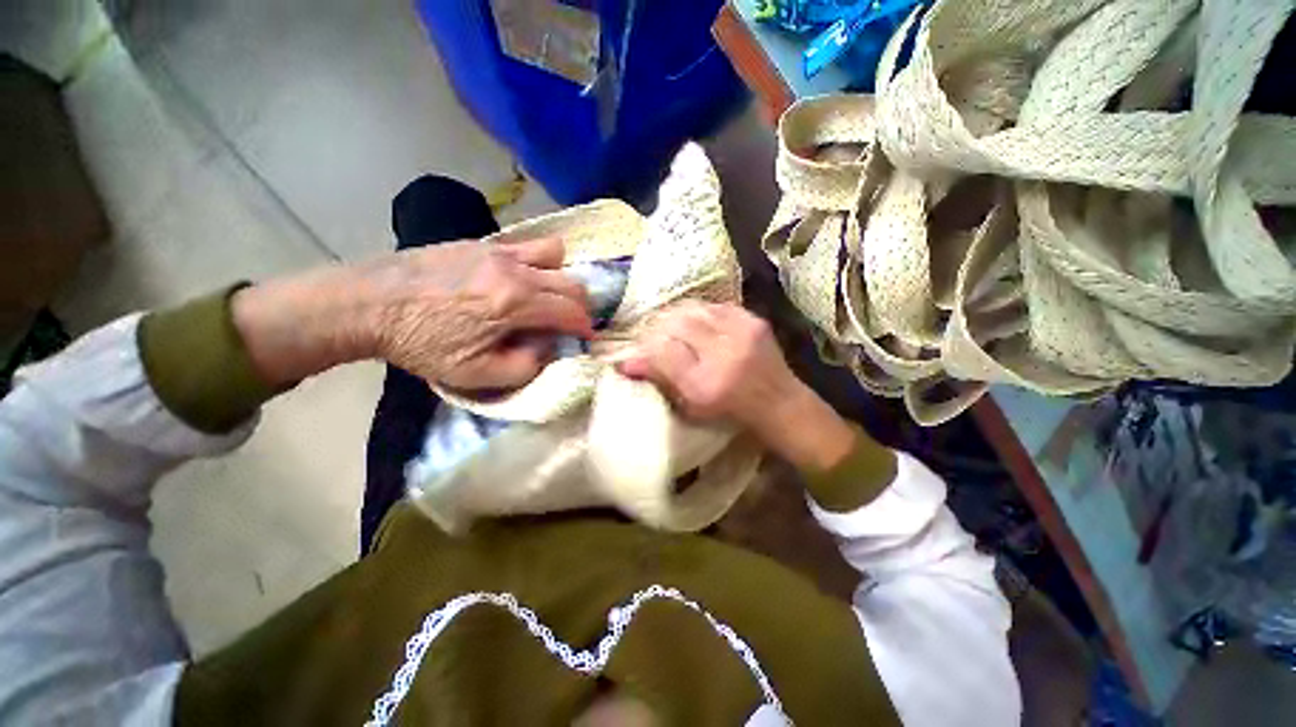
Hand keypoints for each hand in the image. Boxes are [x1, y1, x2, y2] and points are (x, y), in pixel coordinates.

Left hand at [231, 237, 591, 390]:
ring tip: (546, 296)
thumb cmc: (421, 343)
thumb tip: (548, 347)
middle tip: (571, 321)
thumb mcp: (475, 375)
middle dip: (580, 305)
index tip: (586, 338)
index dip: (585, 327)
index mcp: (516, 302)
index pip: (571, 311)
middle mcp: (515, 269)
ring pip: (555, 254)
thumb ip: (525, 366)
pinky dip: (537, 264)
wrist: (368, 302)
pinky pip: (527, 247)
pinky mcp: (481, 242)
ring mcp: (498, 250)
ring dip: (560, 277)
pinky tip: (519, 281)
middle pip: (571, 281)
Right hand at [615, 302, 857, 471]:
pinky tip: (697, 322)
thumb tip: (626, 363)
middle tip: (654, 337)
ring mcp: (742, 333)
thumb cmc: (730, 413)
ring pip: (694, 309)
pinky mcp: (754, 320)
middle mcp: (723, 355)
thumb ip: (660, 380)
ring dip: (677, 317)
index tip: (634, 352)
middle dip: (659, 328)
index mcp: (705, 384)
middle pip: (677, 324)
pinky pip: (715, 306)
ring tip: (673, 328)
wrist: (779, 403)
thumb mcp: (690, 407)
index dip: (644, 349)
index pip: (662, 351)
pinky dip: (700, 312)